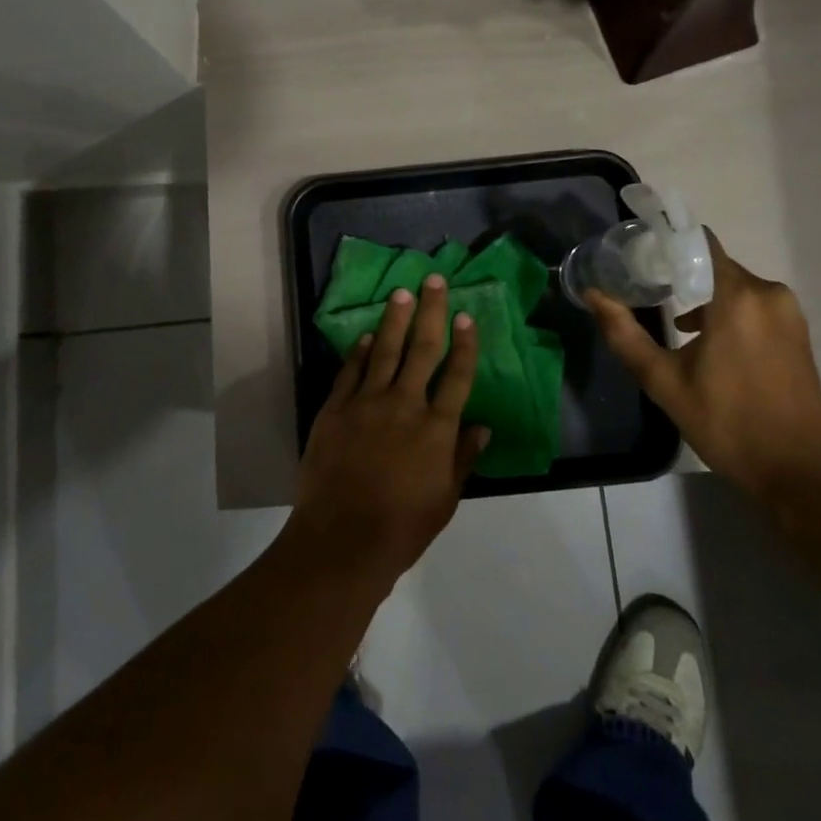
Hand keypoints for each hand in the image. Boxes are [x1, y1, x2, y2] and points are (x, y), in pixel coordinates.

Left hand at [287, 275, 489, 590]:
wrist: (342, 540)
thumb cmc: (402, 526)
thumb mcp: (445, 499)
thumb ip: (463, 458)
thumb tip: (484, 427)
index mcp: (436, 428)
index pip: (457, 375)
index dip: (464, 344)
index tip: (466, 316)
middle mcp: (405, 404)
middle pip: (422, 349)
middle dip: (430, 311)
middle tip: (434, 281)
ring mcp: (367, 403)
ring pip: (386, 350)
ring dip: (395, 319)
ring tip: (402, 293)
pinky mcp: (336, 409)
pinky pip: (351, 371)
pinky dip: (360, 351)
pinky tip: (367, 335)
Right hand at [587, 231, 820, 501]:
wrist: (798, 473)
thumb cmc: (727, 423)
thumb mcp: (664, 381)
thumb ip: (625, 334)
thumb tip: (593, 295)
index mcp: (738, 297)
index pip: (700, 243)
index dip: (668, 244)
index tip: (640, 256)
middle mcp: (769, 294)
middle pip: (715, 266)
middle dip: (682, 276)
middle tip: (648, 293)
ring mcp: (789, 314)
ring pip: (736, 288)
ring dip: (706, 300)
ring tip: (673, 324)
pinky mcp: (798, 334)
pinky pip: (755, 307)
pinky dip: (729, 315)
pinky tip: (708, 344)